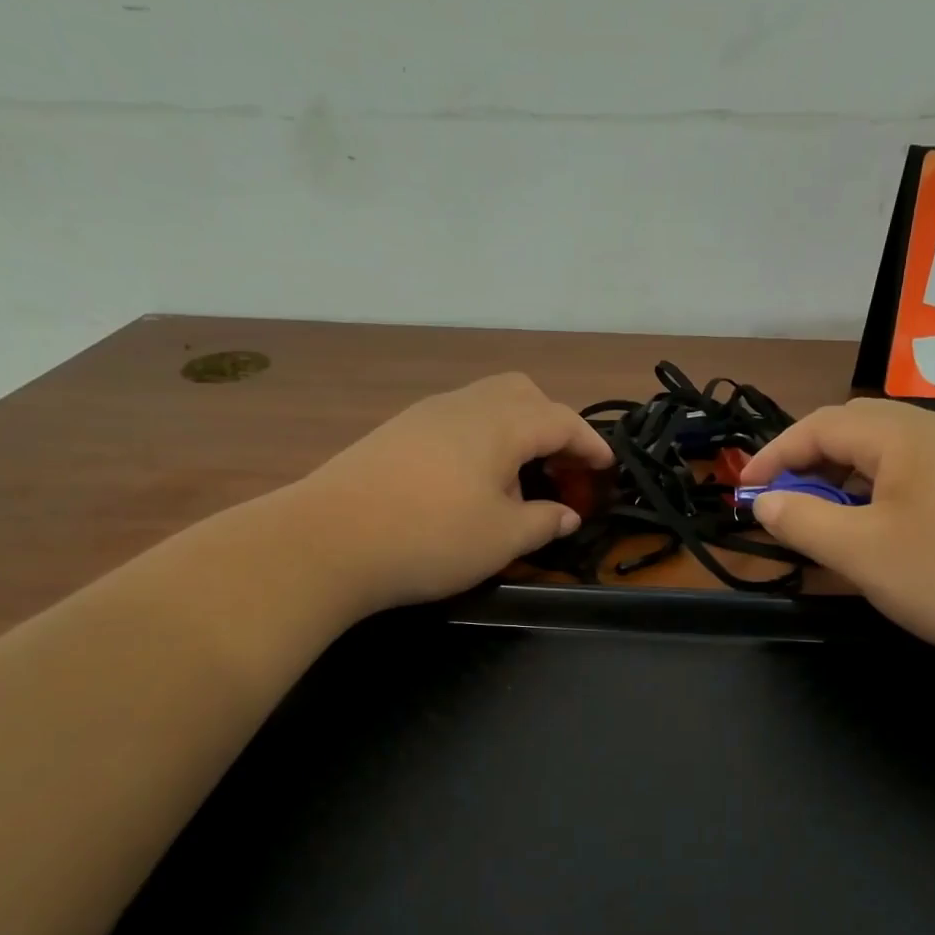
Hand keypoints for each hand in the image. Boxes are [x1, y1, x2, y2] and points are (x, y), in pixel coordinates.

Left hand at [299, 373, 613, 614]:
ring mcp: (425, 414)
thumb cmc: (430, 537)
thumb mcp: (502, 539)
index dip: (591, 445)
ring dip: (516, 432)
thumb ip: (544, 522)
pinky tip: (472, 481)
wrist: (327, 540)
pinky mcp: (397, 431)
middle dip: (553, 424)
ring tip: (519, 479)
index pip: (562, 420)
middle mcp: (465, 405)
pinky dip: (483, 440)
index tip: (607, 470)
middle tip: (561, 468)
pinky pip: (457, 420)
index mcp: (501, 424)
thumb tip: (567, 514)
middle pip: (523, 394)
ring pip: (487, 403)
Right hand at [741, 399, 934, 666]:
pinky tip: (892, 533)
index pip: (820, 424)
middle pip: (858, 429)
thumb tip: (766, 500)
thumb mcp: (864, 553)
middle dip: (810, 463)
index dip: (774, 455)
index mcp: (905, 433)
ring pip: (894, 454)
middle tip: (784, 503)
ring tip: (831, 520)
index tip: (745, 491)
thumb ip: (804, 521)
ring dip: (849, 480)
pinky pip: (925, 476)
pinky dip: (887, 494)